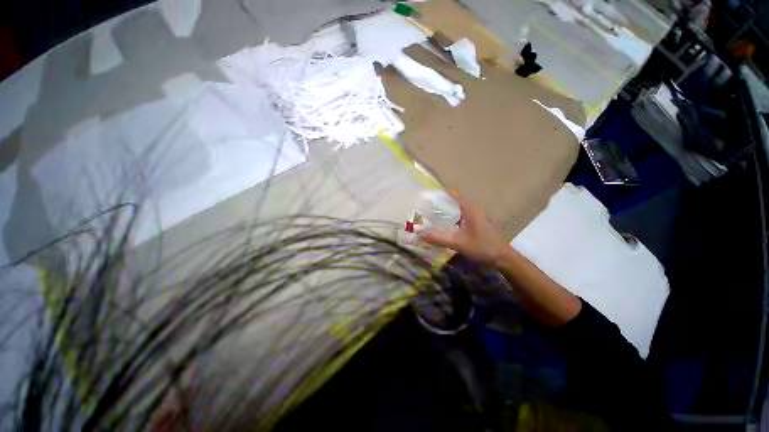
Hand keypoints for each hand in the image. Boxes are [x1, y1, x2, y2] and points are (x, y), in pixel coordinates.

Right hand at [420, 191, 511, 267]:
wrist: (503, 257)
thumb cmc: (482, 247)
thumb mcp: (457, 243)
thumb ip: (438, 239)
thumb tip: (419, 234)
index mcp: (469, 207)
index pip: (451, 193)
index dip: (438, 194)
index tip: (426, 198)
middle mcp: (473, 207)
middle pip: (453, 200)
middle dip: (439, 203)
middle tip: (425, 210)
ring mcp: (476, 214)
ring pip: (457, 208)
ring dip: (446, 211)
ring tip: (431, 216)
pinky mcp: (477, 221)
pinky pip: (461, 214)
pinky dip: (452, 217)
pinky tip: (445, 225)